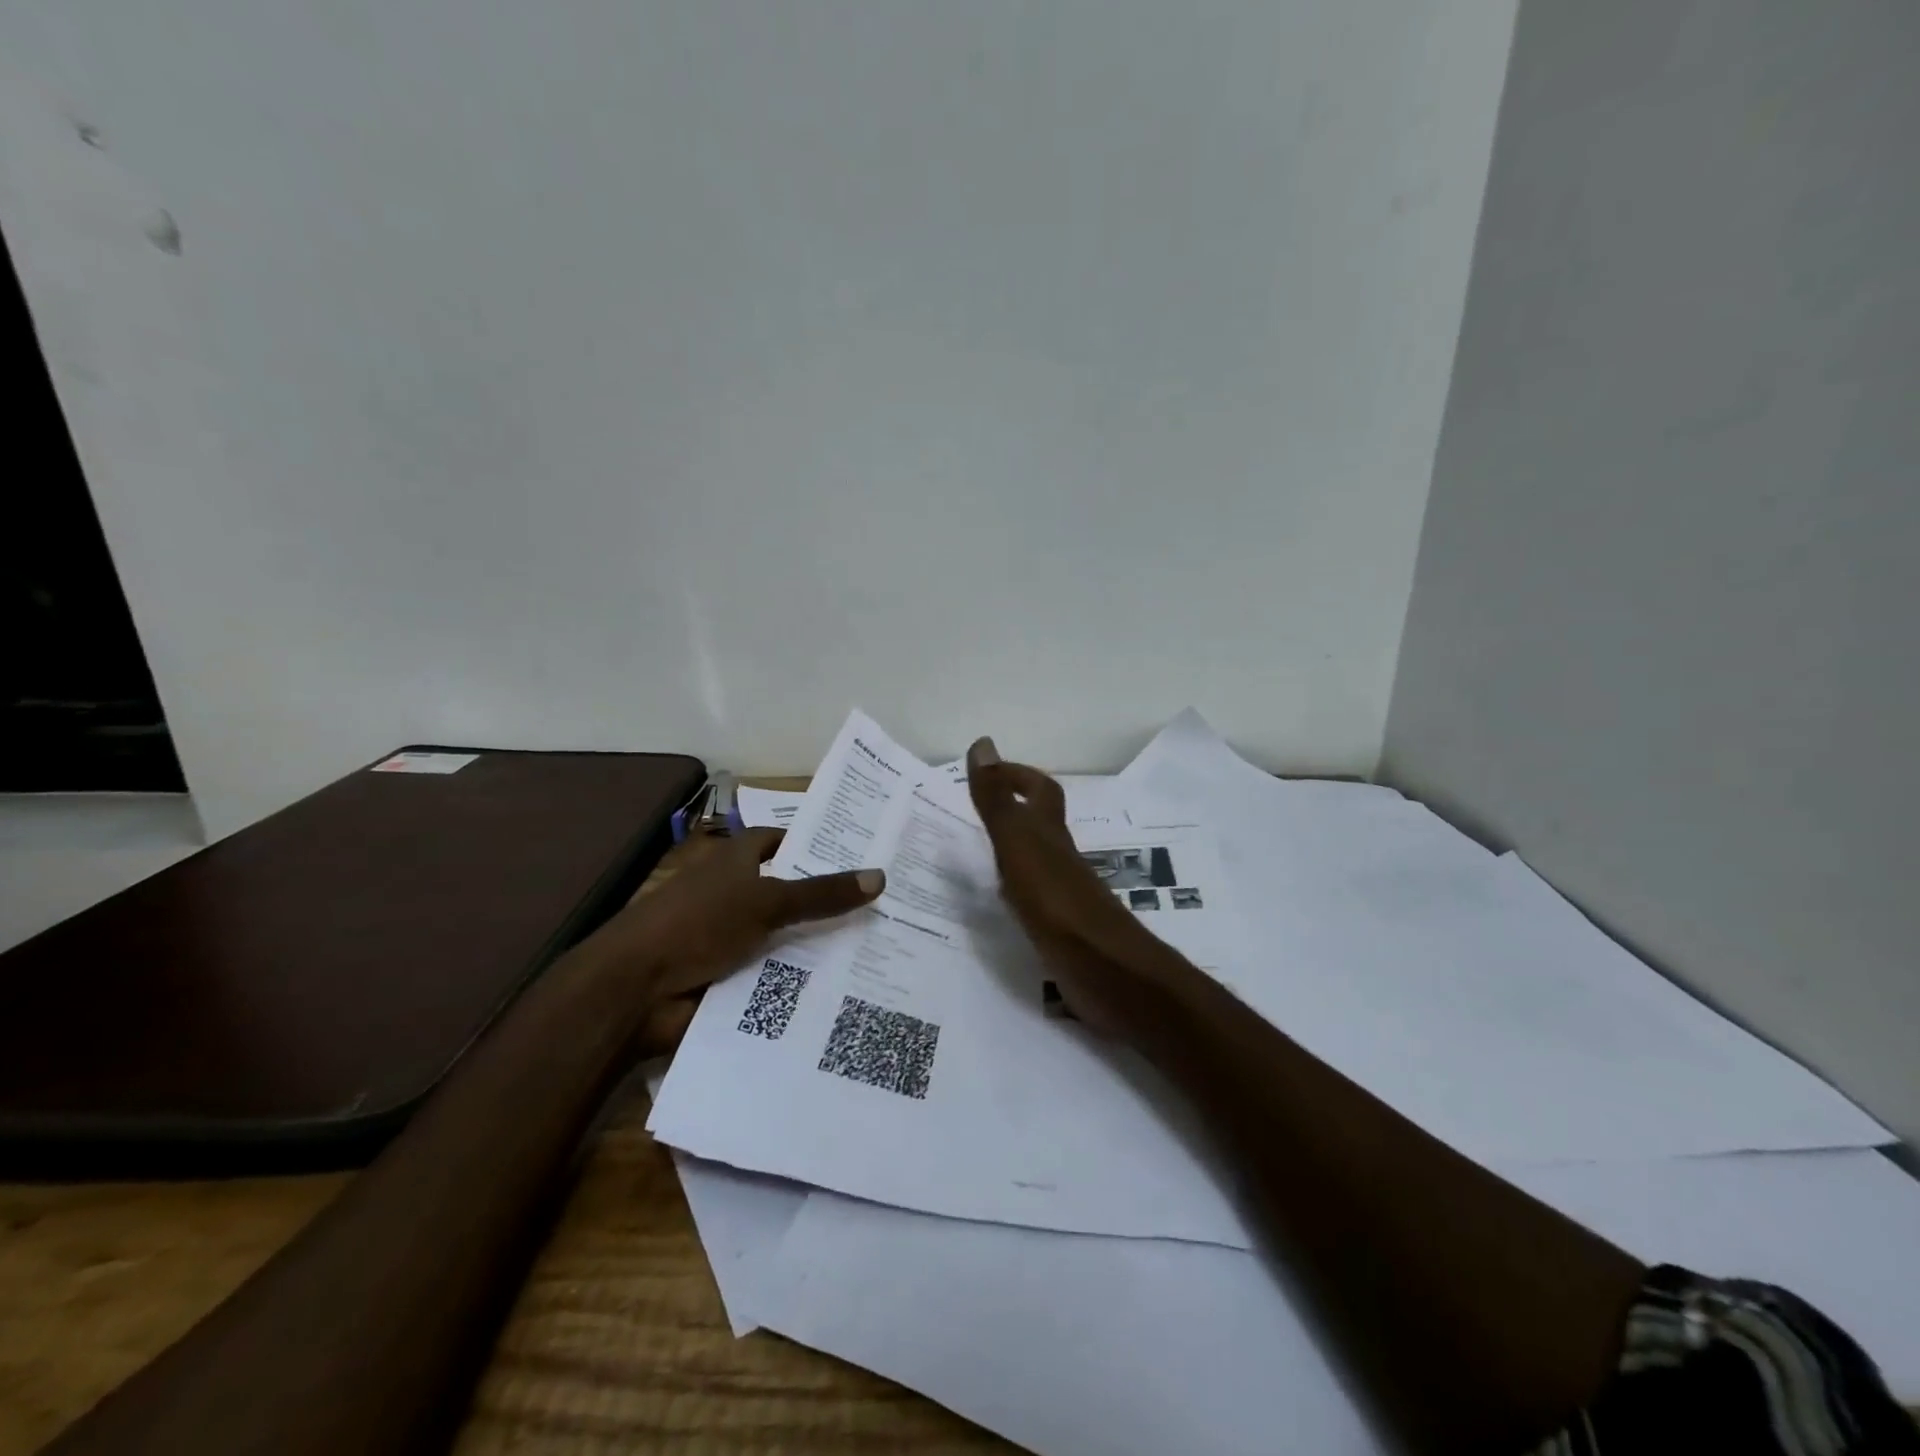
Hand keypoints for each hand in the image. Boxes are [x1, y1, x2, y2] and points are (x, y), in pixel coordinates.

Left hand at [583, 827, 883, 1051]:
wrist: (634, 991)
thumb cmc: (697, 924)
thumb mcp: (766, 901)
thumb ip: (822, 893)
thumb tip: (881, 876)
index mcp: (736, 862)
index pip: (781, 841)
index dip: (814, 843)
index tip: (859, 852)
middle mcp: (736, 895)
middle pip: (792, 892)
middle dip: (830, 900)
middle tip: (886, 905)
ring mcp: (733, 938)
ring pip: (789, 936)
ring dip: (821, 945)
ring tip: (880, 949)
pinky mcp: (732, 978)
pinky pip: (778, 975)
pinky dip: (803, 980)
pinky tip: (847, 988)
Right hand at [966, 737, 1166, 1034]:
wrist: (1105, 970)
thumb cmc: (1058, 902)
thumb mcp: (1019, 844)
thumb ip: (998, 801)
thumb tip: (982, 744)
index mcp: (1050, 835)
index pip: (1040, 791)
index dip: (1018, 776)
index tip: (987, 773)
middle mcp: (1060, 859)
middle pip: (1041, 825)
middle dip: (1013, 812)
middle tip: (974, 814)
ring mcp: (1063, 895)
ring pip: (1037, 861)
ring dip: (1012, 852)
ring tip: (977, 856)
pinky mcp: (1061, 929)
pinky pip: (1032, 898)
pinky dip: (1014, 892)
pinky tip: (999, 905)